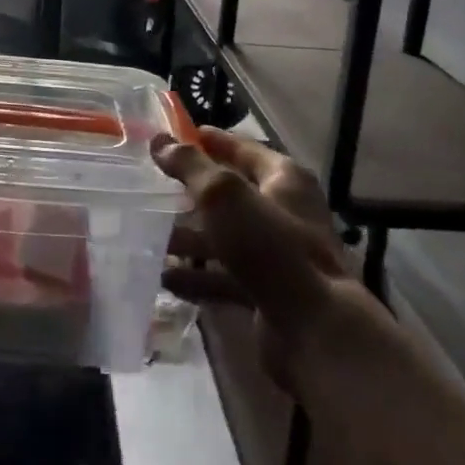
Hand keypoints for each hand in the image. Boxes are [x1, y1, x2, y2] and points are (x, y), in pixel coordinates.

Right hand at [150, 127, 397, 397]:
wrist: (313, 328)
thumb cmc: (269, 245)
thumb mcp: (224, 195)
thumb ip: (190, 166)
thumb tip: (159, 140)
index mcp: (285, 180)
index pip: (244, 149)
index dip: (213, 141)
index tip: (179, 135)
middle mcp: (285, 213)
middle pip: (233, 196)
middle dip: (193, 194)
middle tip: (154, 188)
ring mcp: (278, 256)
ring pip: (226, 238)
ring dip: (190, 238)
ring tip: (151, 237)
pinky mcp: (269, 292)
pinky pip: (226, 276)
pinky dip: (198, 277)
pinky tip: (166, 279)